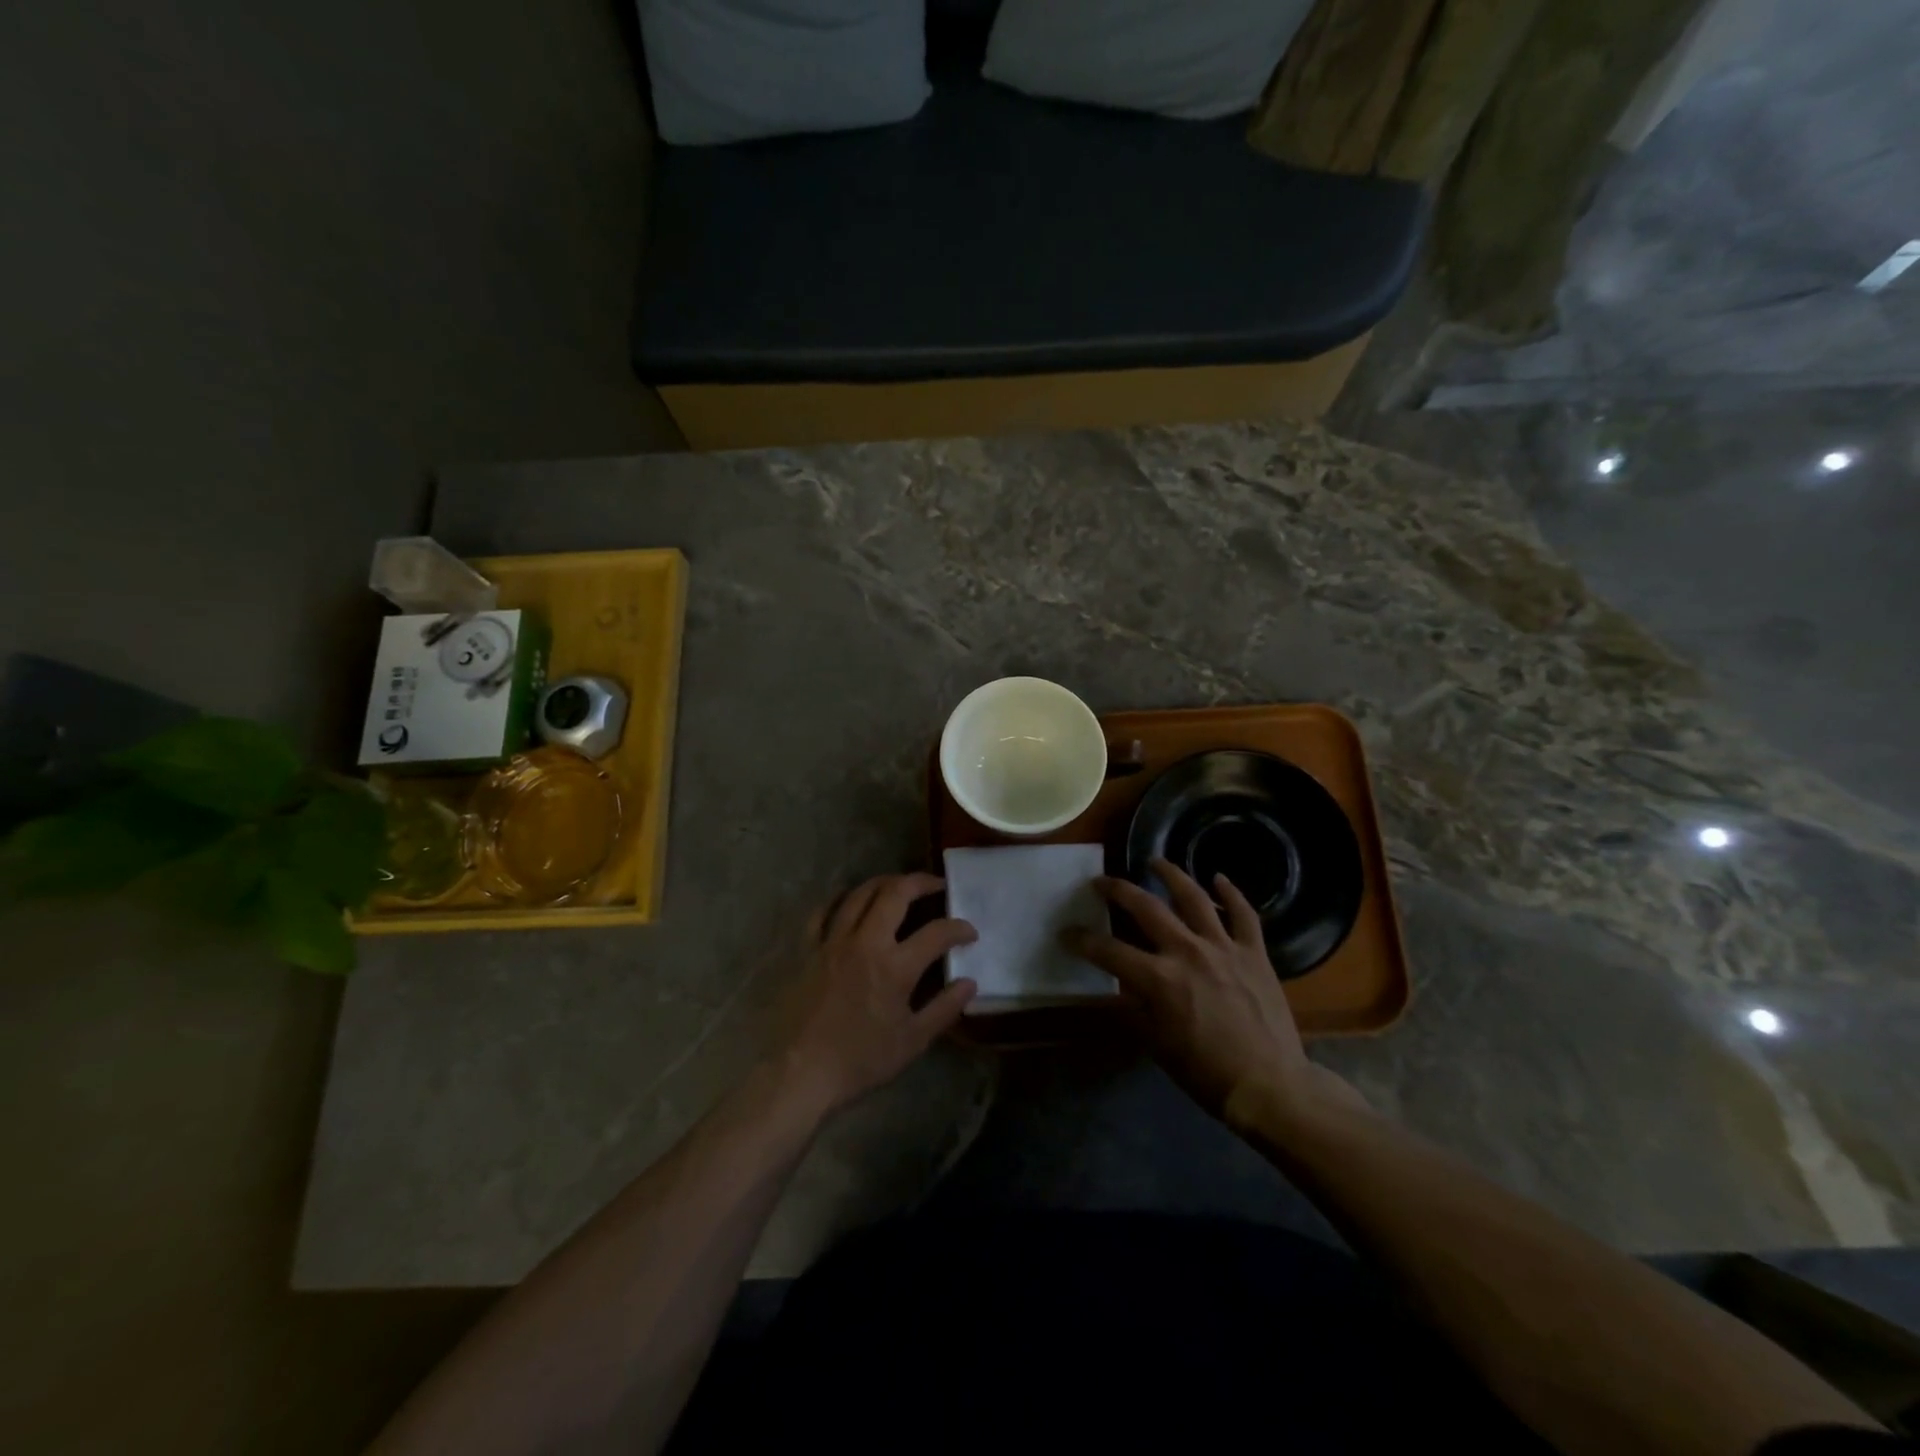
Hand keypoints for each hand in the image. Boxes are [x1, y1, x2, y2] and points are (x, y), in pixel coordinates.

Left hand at [774, 872, 977, 1119]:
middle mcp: (866, 942)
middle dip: (921, 882)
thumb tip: (969, 983)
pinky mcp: (808, 948)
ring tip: (898, 886)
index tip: (969, 932)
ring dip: (883, 883)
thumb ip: (944, 1009)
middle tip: (936, 885)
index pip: (937, 932)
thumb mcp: (912, 1042)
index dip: (959, 928)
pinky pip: (823, 911)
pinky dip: (840, 899)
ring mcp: (833, 941)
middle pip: (895, 893)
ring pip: (860, 894)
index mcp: (895, 967)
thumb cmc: (861, 1060)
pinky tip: (850, 901)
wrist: (801, 1072)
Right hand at [1065, 858, 1362, 1129]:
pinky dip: (1232, 892)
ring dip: (1171, 874)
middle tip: (1101, 882)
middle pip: (1145, 907)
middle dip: (1117, 890)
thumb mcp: (1156, 1044)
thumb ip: (1133, 1008)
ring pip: (1194, 897)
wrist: (1269, 1085)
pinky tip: (1219, 878)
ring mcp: (1224, 947)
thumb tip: (1117, 988)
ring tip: (1155, 861)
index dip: (1082, 940)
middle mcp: (1187, 951)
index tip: (1066, 933)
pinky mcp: (1254, 952)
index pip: (1108, 951)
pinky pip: (1243, 913)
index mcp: (1158, 979)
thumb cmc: (1205, 1072)